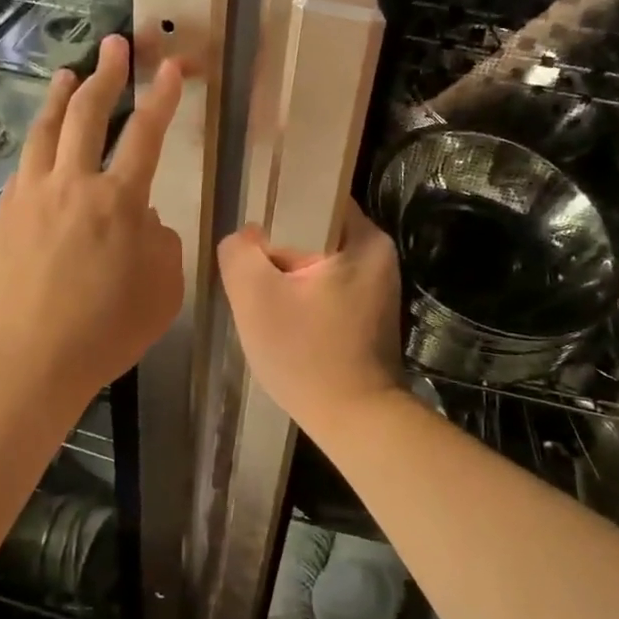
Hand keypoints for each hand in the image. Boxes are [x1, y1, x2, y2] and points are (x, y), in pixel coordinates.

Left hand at [0, 36, 183, 409]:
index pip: (146, 135)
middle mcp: (72, 185)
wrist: (24, 363)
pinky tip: (41, 143)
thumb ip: (161, 244)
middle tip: (115, 45)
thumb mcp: (162, 292)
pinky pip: (24, 164)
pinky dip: (37, 141)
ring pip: (46, 130)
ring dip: (60, 96)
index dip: (162, 98)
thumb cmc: (104, 333)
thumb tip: (143, 220)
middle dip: (107, 75)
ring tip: (68, 73)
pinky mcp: (3, 215)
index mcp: (119, 202)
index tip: (170, 68)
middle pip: (88, 114)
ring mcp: (31, 196)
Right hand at [217, 202, 402, 437]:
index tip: (252, 236)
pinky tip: (286, 321)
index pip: (314, 198)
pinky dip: (304, 298)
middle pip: (313, 233)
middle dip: (279, 251)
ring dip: (289, 278)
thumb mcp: (255, 297)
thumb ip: (240, 252)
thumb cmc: (306, 355)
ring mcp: (377, 286)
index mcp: (363, 239)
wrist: (354, 421)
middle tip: (252, 276)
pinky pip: (327, 288)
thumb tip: (247, 237)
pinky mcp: (369, 313)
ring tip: (266, 301)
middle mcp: (377, 256)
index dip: (277, 210)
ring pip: (317, 263)